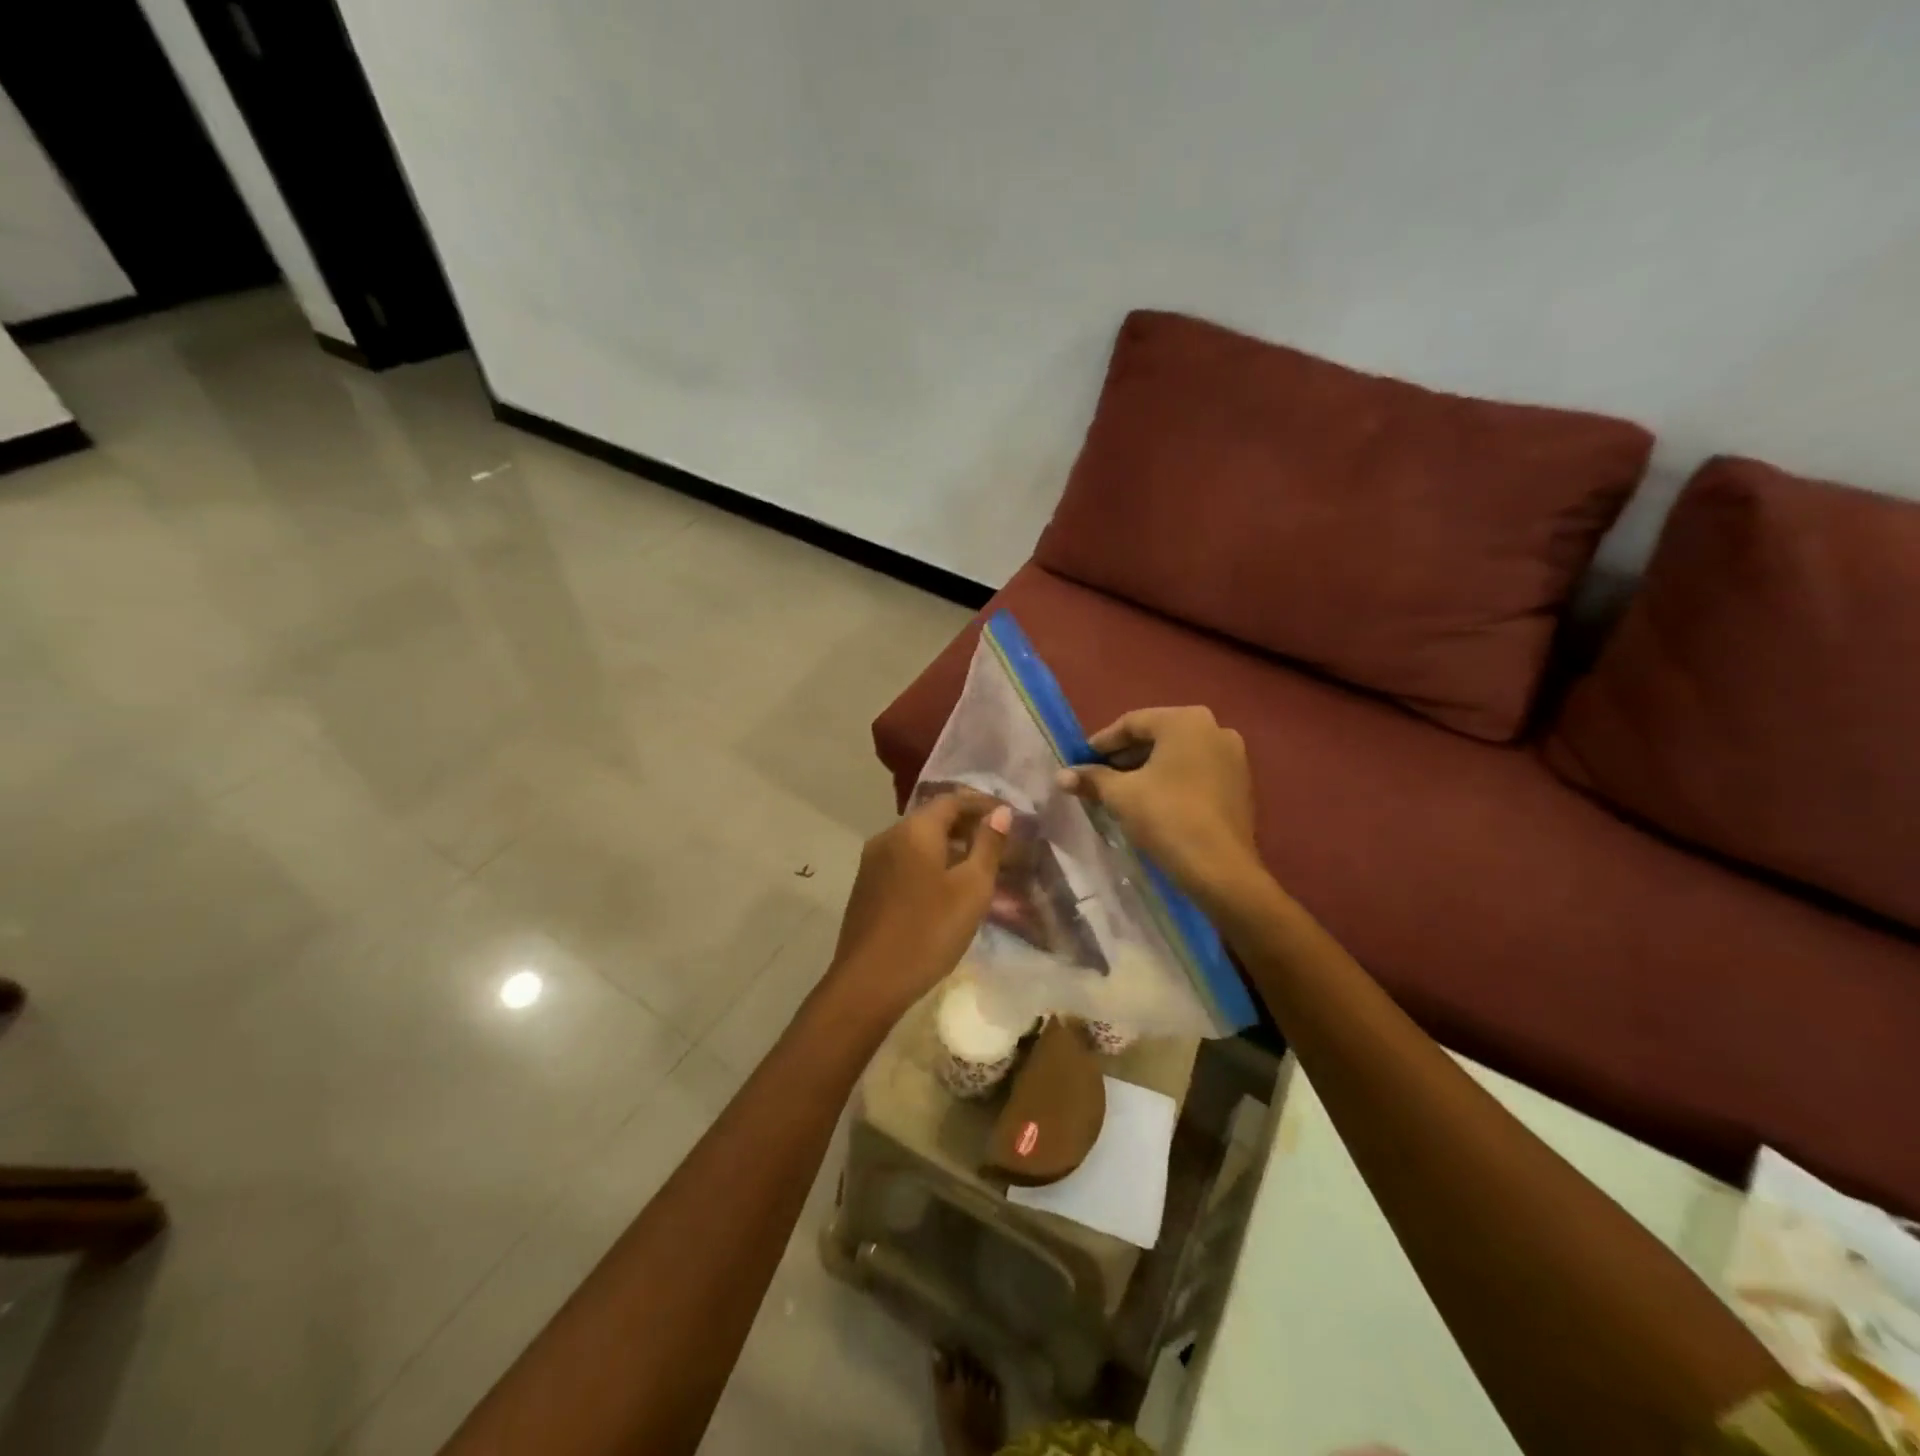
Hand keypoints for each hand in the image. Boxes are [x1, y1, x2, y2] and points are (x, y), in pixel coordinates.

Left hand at [823, 793, 1012, 1025]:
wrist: (868, 983)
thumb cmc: (928, 932)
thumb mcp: (972, 889)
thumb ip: (988, 846)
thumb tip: (1001, 812)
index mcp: (914, 830)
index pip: (952, 799)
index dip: (982, 804)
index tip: (1008, 816)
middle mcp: (888, 836)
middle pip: (932, 817)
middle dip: (966, 824)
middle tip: (998, 842)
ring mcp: (872, 861)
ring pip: (917, 840)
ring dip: (948, 845)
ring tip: (977, 865)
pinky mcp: (867, 885)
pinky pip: (904, 860)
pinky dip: (929, 862)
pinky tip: (945, 886)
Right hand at [1056, 706, 1262, 907]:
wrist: (1220, 869)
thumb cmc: (1166, 818)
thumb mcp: (1121, 795)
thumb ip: (1091, 778)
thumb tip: (1061, 775)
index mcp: (1185, 721)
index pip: (1132, 723)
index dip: (1101, 743)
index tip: (1080, 761)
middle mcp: (1214, 728)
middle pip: (1156, 736)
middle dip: (1124, 757)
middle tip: (1097, 777)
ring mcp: (1232, 756)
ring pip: (1177, 755)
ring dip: (1146, 769)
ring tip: (1120, 792)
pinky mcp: (1240, 783)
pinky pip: (1196, 771)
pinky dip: (1171, 780)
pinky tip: (1151, 802)